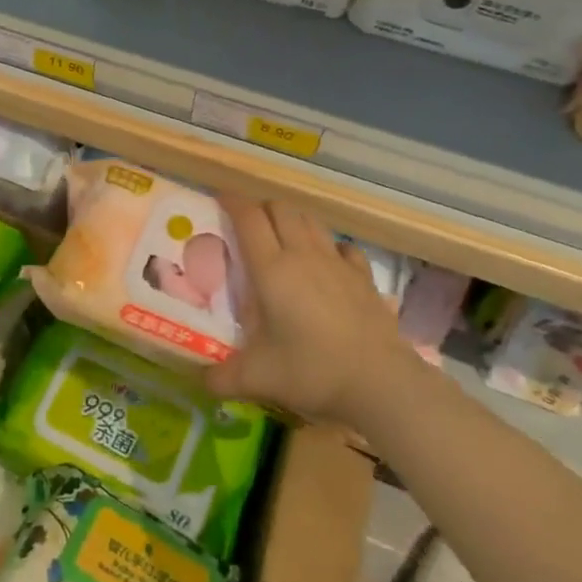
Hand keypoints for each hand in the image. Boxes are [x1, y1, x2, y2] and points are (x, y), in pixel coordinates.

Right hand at [204, 196, 411, 424]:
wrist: (380, 382)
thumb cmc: (312, 371)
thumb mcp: (258, 378)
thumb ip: (222, 378)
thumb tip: (201, 381)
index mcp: (271, 269)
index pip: (248, 218)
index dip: (232, 202)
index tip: (220, 199)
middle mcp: (302, 254)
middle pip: (280, 208)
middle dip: (261, 207)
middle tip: (248, 223)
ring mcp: (337, 262)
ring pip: (311, 220)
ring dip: (292, 219)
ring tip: (282, 236)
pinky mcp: (363, 276)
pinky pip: (343, 246)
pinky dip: (329, 245)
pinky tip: (327, 261)